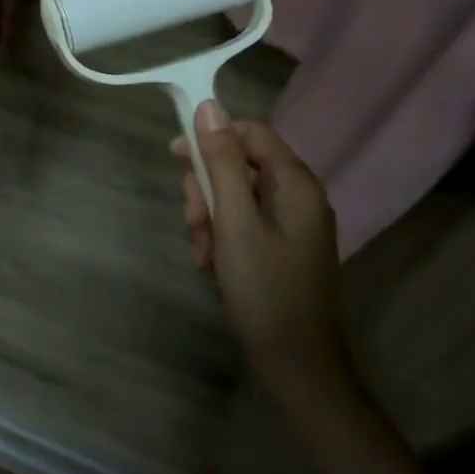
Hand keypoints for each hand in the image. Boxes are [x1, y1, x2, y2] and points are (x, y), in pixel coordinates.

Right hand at [171, 102, 355, 409]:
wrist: (298, 367)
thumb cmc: (265, 288)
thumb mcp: (235, 221)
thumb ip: (222, 162)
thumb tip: (209, 106)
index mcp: (295, 183)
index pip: (251, 132)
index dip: (212, 136)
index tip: (176, 155)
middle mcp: (298, 197)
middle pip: (240, 166)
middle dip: (208, 189)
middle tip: (192, 221)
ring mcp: (292, 225)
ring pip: (237, 197)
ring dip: (210, 217)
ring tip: (203, 251)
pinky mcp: (283, 249)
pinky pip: (244, 224)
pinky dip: (223, 237)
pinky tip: (212, 263)